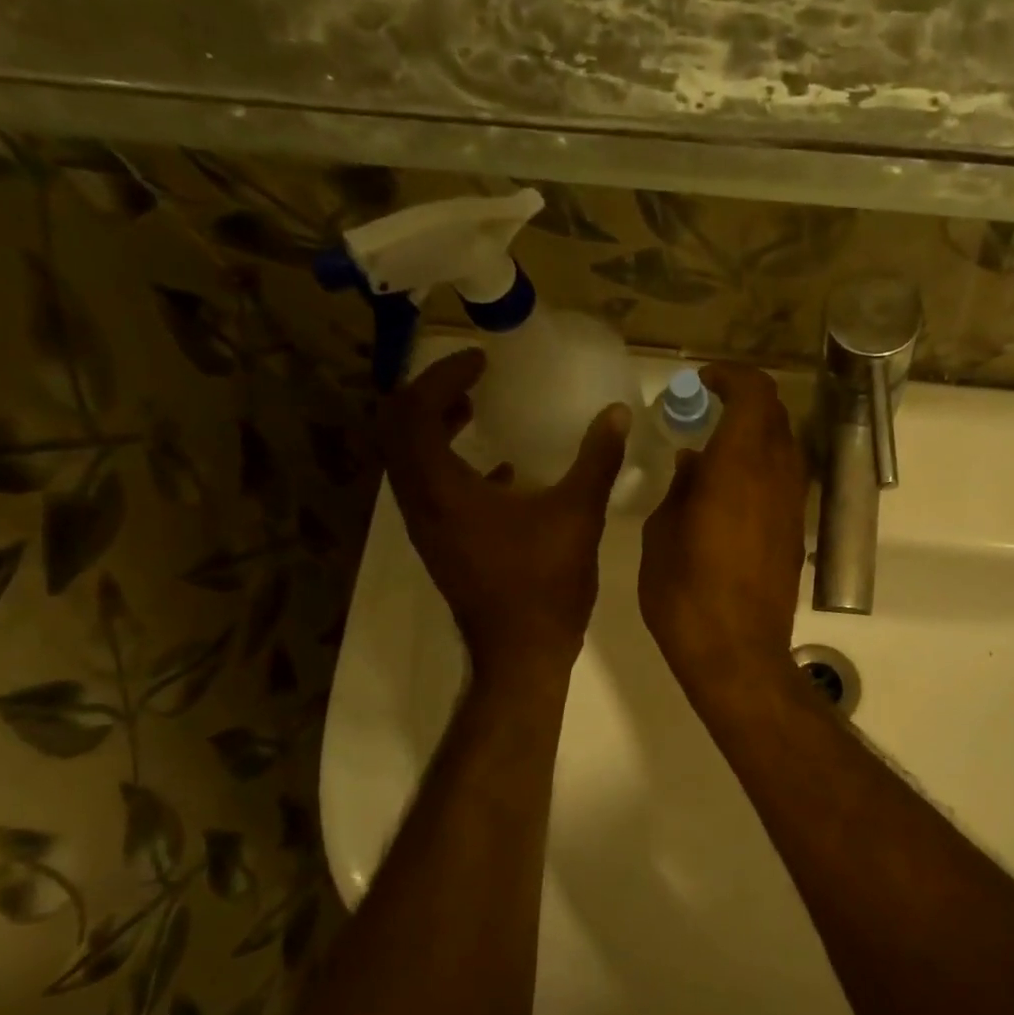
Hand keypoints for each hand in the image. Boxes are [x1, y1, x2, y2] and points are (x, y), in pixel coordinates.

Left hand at [380, 349, 629, 680]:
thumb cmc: (545, 584)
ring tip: (474, 412)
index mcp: (442, 488)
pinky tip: (498, 472)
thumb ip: (596, 459)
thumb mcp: (578, 515)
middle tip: (468, 379)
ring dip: (434, 429)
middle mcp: (420, 503)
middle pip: (397, 431)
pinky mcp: (441, 546)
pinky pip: (429, 490)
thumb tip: (616, 414)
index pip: (415, 411)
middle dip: (428, 396)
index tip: (480, 361)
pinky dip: (451, 466)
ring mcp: (426, 528)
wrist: (522, 653)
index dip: (442, 376)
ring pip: (409, 462)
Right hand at [639, 364, 807, 699]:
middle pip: (775, 417)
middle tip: (707, 413)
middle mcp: (777, 478)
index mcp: (739, 467)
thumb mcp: (661, 536)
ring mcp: (793, 508)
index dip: (732, 378)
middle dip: (744, 403)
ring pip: (786, 449)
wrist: (737, 654)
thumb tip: (694, 463)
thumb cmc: (686, 595)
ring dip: (757, 437)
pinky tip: (732, 494)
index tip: (704, 383)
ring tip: (718, 452)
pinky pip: (786, 483)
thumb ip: (679, 489)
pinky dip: (764, 469)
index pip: (755, 395)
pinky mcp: (797, 536)